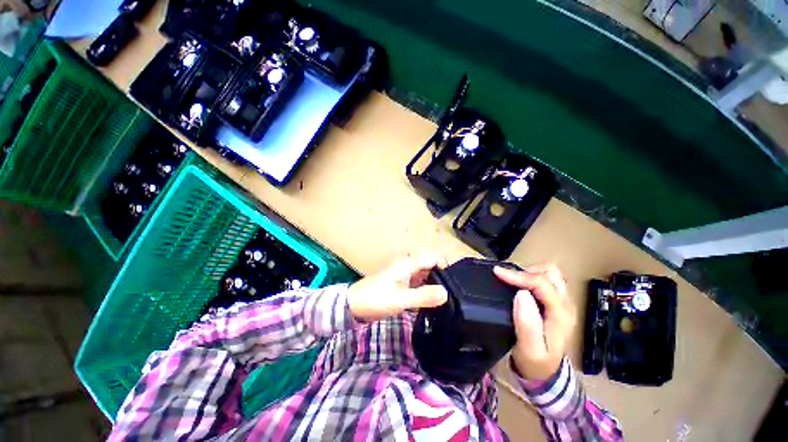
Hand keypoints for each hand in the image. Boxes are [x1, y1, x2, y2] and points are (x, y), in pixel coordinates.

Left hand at [347, 254, 448, 321]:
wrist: (352, 306)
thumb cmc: (374, 300)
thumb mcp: (400, 300)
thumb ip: (422, 296)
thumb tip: (446, 293)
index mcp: (408, 265)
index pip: (432, 258)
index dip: (445, 266)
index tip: (455, 283)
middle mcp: (407, 267)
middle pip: (429, 267)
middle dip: (441, 277)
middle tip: (453, 295)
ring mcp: (403, 276)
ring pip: (423, 277)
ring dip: (433, 285)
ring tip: (445, 301)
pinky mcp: (400, 286)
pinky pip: (417, 285)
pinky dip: (424, 291)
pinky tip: (429, 304)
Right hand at [494, 264, 575, 380]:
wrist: (545, 374)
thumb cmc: (535, 362)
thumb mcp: (529, 349)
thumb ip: (527, 323)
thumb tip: (521, 294)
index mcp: (560, 315)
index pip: (542, 284)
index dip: (519, 275)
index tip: (497, 272)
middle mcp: (566, 305)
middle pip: (551, 274)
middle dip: (526, 271)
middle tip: (507, 277)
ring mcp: (563, 303)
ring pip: (550, 274)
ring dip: (530, 272)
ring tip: (512, 279)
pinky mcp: (556, 303)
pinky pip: (546, 280)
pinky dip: (531, 277)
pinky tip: (519, 284)